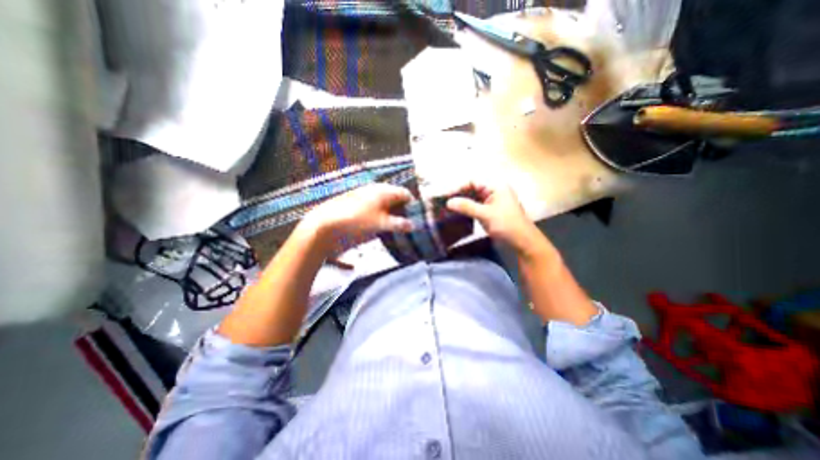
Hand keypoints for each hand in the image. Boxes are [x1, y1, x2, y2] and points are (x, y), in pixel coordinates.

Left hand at [302, 183, 412, 249]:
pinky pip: (374, 206)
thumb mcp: (381, 224)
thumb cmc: (357, 221)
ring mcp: (365, 195)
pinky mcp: (356, 203)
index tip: (417, 217)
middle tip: (406, 223)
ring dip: (392, 212)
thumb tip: (414, 225)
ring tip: (394, 226)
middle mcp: (375, 190)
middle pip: (395, 197)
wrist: (326, 224)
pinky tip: (379, 224)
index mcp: (383, 191)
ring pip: (385, 202)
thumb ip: (399, 224)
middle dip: (402, 209)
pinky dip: (381, 214)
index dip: (413, 204)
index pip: (405, 193)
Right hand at [446, 179, 541, 253]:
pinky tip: (458, 212)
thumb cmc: (507, 225)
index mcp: (496, 186)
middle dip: (458, 194)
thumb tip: (449, 202)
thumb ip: (467, 207)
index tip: (445, 196)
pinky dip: (466, 208)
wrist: (523, 242)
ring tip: (448, 207)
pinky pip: (476, 205)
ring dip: (461, 201)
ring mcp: (492, 200)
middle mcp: (494, 190)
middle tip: (444, 201)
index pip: (472, 181)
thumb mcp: (485, 215)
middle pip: (472, 188)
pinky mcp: (491, 210)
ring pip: (473, 197)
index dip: (458, 187)